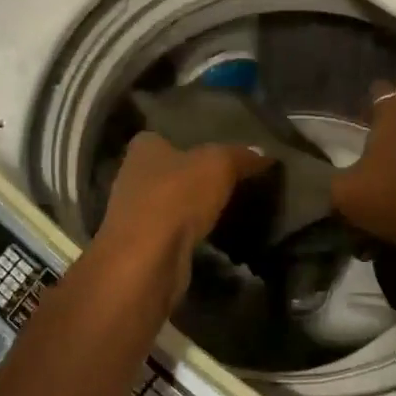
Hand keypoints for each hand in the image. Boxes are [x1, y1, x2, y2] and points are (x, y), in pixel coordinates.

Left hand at [95, 132, 272, 304]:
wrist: (147, 259)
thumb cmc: (176, 197)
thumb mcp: (218, 165)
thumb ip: (240, 156)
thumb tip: (264, 152)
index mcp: (143, 148)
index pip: (163, 136)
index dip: (188, 141)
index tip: (216, 151)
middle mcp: (131, 176)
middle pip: (167, 171)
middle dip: (192, 176)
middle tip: (229, 179)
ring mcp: (134, 214)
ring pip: (170, 203)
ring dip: (191, 207)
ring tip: (227, 207)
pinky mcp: (143, 245)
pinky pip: (173, 231)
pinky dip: (189, 232)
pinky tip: (212, 235)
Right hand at [330, 83, 395, 248]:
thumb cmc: (388, 196)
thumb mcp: (346, 191)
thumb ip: (336, 178)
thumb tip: (332, 177)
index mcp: (393, 119)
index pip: (382, 91)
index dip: (372, 96)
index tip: (363, 106)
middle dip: (394, 120)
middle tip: (378, 135)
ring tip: (393, 159)